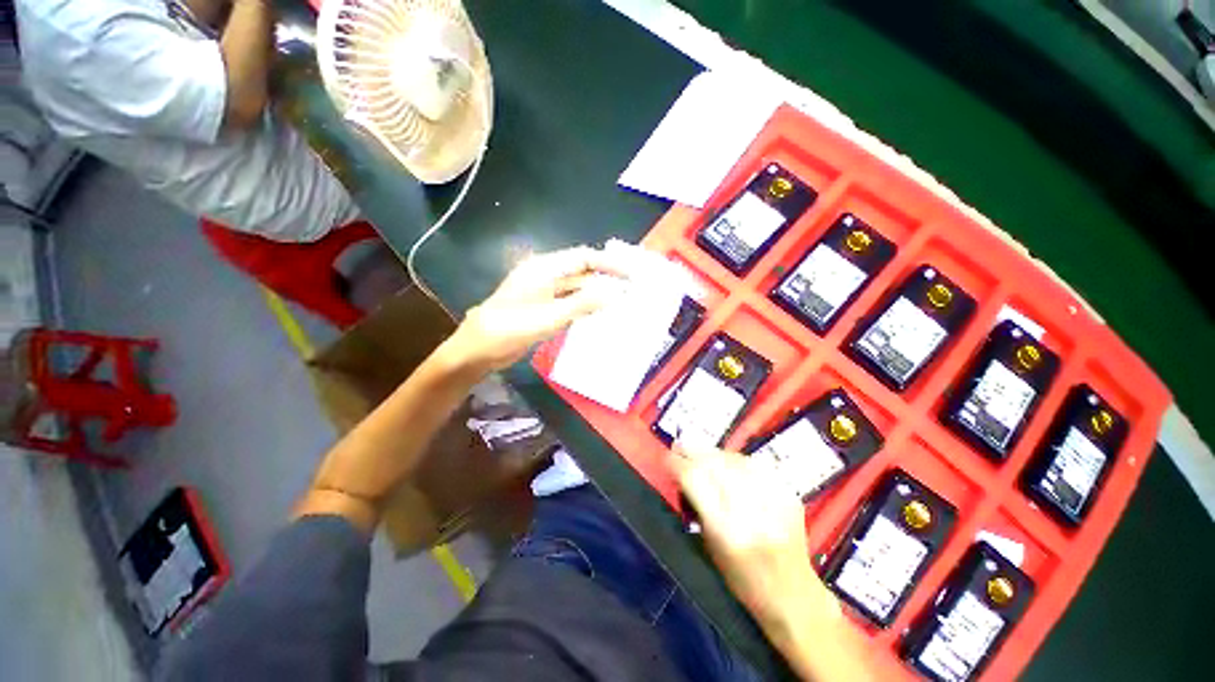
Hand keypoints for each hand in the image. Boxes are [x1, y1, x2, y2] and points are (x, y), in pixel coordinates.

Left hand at [445, 246, 633, 372]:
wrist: (478, 350)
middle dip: (606, 280)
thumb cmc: (509, 329)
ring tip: (622, 303)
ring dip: (597, 294)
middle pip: (581, 272)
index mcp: (544, 268)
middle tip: (631, 292)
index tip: (631, 275)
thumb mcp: (548, 317)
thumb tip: (616, 294)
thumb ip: (582, 304)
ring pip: (576, 288)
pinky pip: (569, 302)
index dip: (608, 264)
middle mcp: (545, 275)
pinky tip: (599, 314)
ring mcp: (543, 292)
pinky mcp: (542, 308)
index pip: (583, 258)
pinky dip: (585, 306)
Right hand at [667, 442, 839, 641]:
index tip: (667, 456)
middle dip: (692, 450)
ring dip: (714, 453)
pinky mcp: (789, 493)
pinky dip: (738, 461)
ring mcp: (774, 499)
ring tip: (703, 455)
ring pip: (735, 458)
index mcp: (726, 529)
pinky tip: (730, 464)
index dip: (677, 462)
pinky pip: (756, 464)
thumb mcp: (710, 545)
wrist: (793, 595)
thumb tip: (684, 469)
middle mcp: (751, 510)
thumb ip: (696, 505)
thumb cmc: (742, 579)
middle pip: (715, 463)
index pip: (695, 478)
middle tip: (680, 446)